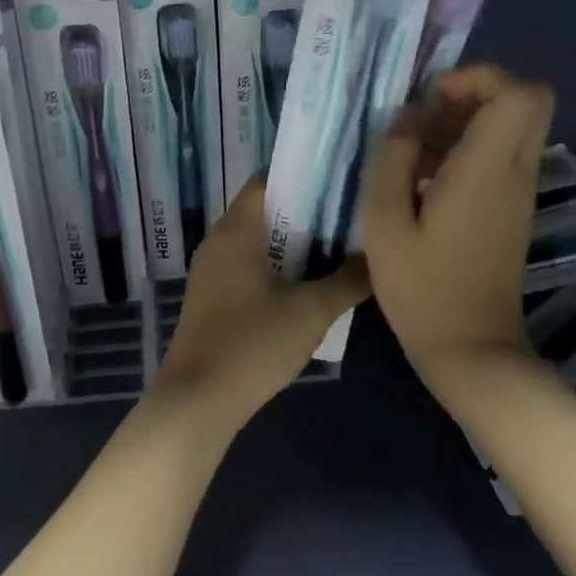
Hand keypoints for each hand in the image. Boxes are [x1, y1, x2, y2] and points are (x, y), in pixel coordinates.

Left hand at [150, 179, 369, 435]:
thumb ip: (348, 280)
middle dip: (307, 211)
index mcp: (236, 229)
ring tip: (339, 245)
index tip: (342, 181)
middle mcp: (219, 240)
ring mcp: (212, 269)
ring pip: (258, 240)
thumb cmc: (252, 344)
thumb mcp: (311, 312)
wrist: (198, 399)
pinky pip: (248, 264)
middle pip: (265, 209)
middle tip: (351, 215)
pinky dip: (276, 264)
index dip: (304, 176)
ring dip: (293, 241)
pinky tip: (307, 282)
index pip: (268, 179)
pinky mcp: (213, 296)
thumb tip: (377, 256)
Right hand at [362, 65, 555, 378]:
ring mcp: (520, 192)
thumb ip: (393, 158)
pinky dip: (471, 149)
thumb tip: (408, 118)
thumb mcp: (385, 221)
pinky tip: (427, 180)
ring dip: (469, 122)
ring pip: (515, 126)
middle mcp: (516, 172)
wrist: (470, 347)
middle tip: (429, 116)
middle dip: (477, 92)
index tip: (433, 99)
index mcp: (487, 170)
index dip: (478, 77)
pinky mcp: (514, 209)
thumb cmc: (421, 287)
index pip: (519, 92)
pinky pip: (504, 155)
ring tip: (416, 152)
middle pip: (528, 99)